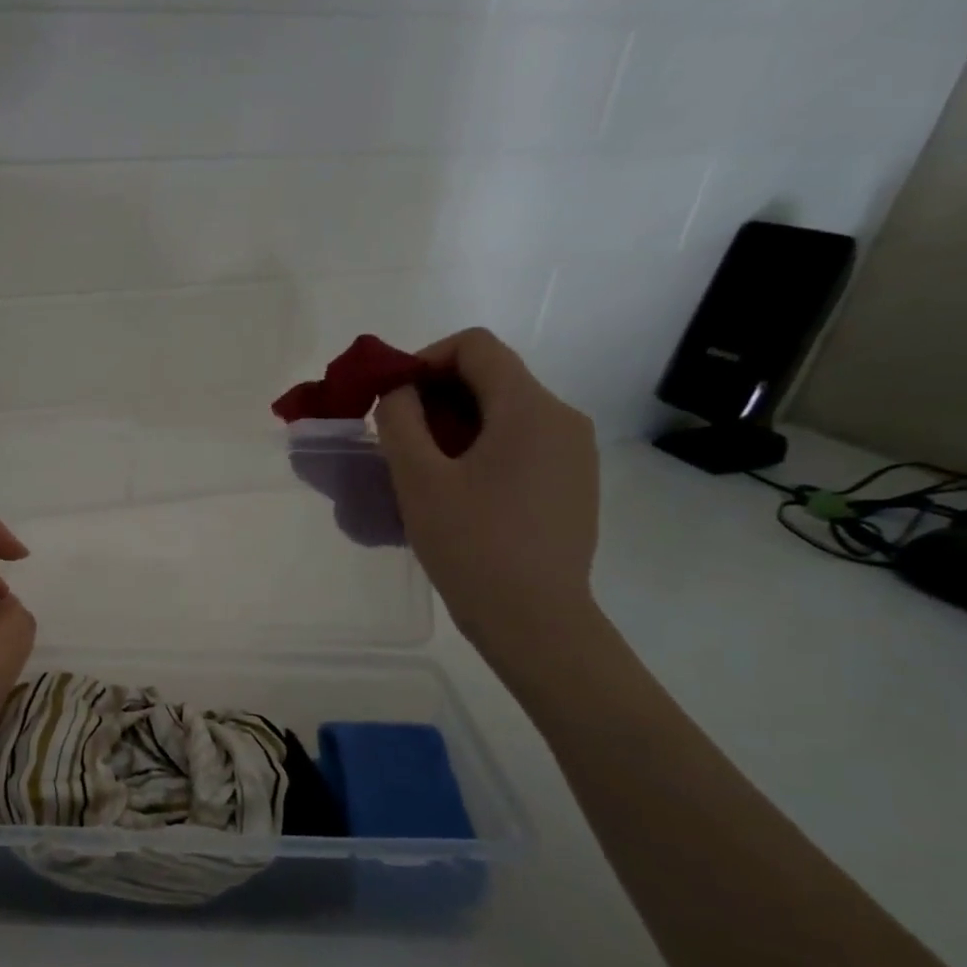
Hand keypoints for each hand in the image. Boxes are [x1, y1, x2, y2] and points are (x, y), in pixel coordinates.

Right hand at [373, 329, 599, 653]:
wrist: (534, 620)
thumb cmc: (471, 544)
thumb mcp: (418, 479)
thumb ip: (400, 420)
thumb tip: (400, 393)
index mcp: (530, 408)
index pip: (475, 346)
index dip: (425, 359)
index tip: (392, 398)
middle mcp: (563, 418)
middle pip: (492, 377)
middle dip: (436, 395)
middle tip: (397, 437)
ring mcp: (574, 453)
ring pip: (505, 412)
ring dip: (456, 424)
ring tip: (422, 469)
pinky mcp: (573, 483)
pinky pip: (521, 444)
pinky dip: (481, 449)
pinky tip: (458, 493)